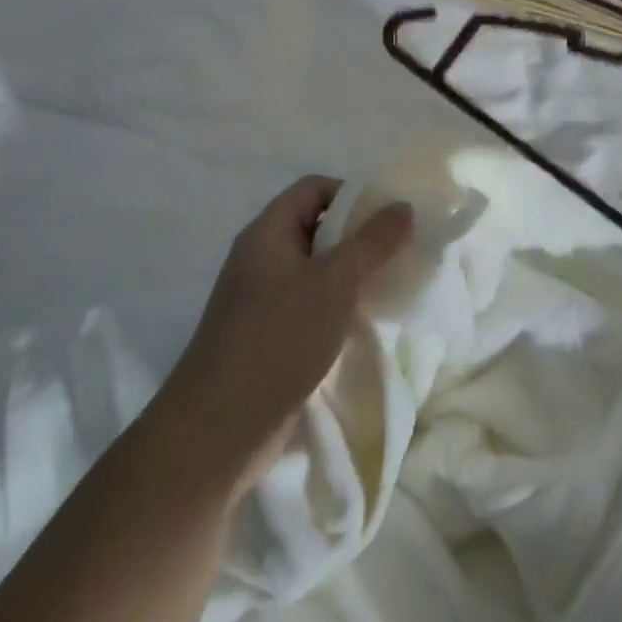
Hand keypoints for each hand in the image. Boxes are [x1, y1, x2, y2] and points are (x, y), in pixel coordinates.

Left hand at [151, 176, 413, 499]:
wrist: (217, 432)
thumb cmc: (278, 341)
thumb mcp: (333, 285)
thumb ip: (371, 244)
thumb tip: (403, 205)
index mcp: (268, 231)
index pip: (313, 188)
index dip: (352, 194)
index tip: (388, 219)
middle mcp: (260, 256)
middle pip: (314, 226)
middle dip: (356, 236)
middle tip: (396, 253)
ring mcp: (259, 298)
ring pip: (313, 269)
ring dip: (348, 274)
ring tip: (385, 288)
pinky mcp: (265, 335)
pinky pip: (306, 303)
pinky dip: (334, 305)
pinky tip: (359, 325)